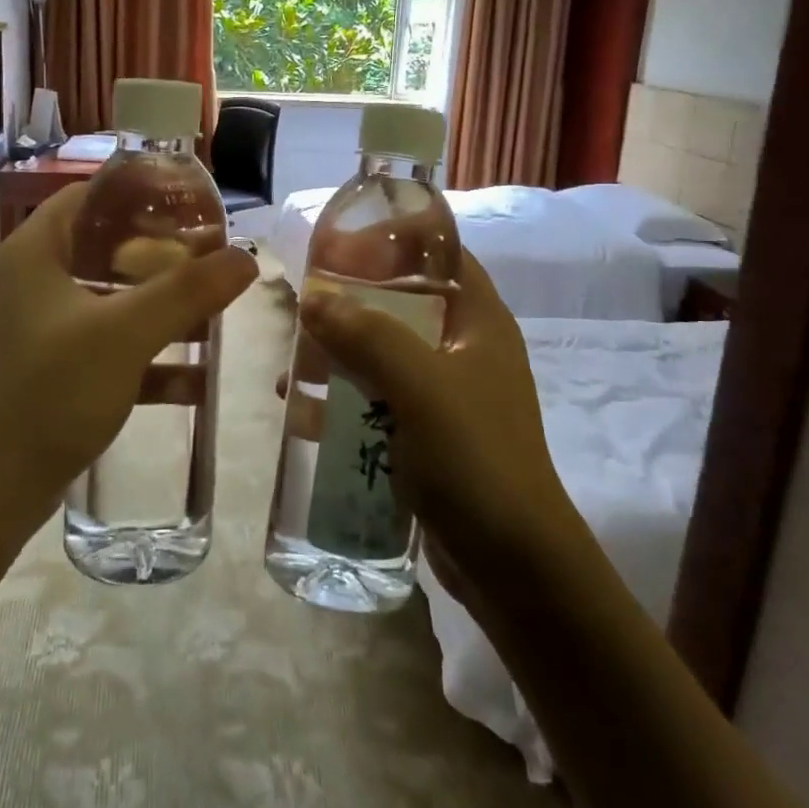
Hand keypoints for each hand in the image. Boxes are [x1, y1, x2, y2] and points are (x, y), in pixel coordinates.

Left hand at [0, 185, 256, 512]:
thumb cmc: (49, 391)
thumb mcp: (124, 334)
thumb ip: (187, 292)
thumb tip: (247, 258)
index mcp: (38, 252)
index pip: (90, 196)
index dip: (139, 192)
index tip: (191, 201)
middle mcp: (36, 283)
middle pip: (107, 248)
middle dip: (163, 254)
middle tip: (213, 255)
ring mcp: (45, 331)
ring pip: (114, 302)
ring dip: (162, 307)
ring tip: (216, 308)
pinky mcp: (57, 374)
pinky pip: (113, 350)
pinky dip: (151, 359)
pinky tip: (198, 378)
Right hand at [299, 251, 575, 587]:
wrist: (513, 567)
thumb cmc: (476, 460)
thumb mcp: (421, 388)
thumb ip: (367, 336)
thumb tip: (312, 296)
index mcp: (479, 321)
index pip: (440, 255)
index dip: (394, 240)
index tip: (339, 245)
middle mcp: (464, 348)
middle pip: (402, 303)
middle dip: (350, 303)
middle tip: (303, 309)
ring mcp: (446, 394)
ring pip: (384, 353)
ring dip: (339, 355)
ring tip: (295, 368)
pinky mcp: (427, 434)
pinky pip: (378, 399)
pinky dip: (344, 398)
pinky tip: (305, 413)